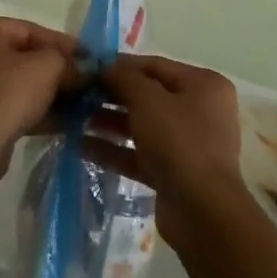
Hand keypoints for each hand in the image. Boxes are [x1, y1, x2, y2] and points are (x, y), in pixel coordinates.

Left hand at [0, 15, 78, 177]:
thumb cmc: (6, 93)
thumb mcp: (47, 67)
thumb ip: (69, 62)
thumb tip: (84, 69)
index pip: (31, 30)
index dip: (65, 45)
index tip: (91, 60)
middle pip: (23, 56)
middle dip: (57, 71)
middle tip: (86, 84)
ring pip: (16, 82)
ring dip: (48, 93)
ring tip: (80, 105)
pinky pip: (8, 104)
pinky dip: (33, 110)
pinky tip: (64, 122)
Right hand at [93, 55, 245, 253]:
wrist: (202, 213)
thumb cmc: (179, 142)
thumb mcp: (148, 100)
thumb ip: (124, 77)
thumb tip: (105, 67)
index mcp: (203, 85)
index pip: (154, 65)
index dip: (120, 65)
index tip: (88, 68)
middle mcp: (199, 111)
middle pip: (148, 96)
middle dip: (111, 96)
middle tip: (77, 95)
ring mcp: (188, 144)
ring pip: (141, 125)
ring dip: (108, 122)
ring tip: (73, 119)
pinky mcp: (174, 173)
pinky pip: (140, 154)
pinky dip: (115, 149)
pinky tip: (81, 146)